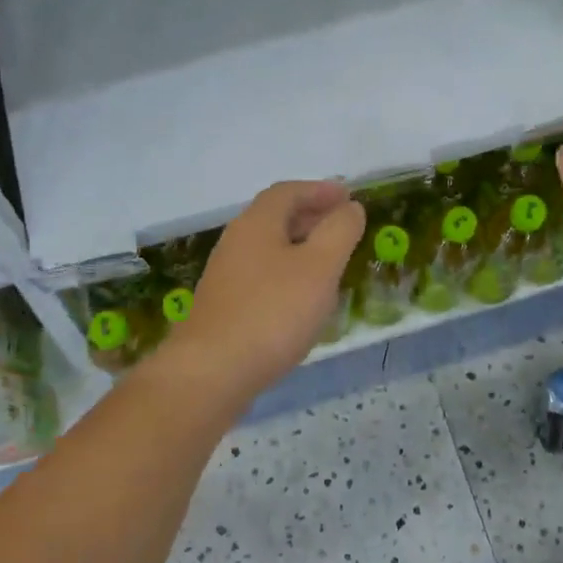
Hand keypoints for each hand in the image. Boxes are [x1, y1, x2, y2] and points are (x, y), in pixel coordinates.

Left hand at [159, 180, 364, 399]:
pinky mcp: (223, 307)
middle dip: (311, 216)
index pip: (287, 192)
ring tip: (329, 263)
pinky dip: (286, 275)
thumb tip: (350, 207)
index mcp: (256, 224)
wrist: (212, 372)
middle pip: (274, 218)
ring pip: (268, 249)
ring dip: (299, 247)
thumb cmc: (272, 312)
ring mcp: (225, 277)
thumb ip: (339, 231)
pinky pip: (261, 277)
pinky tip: (301, 300)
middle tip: (342, 226)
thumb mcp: (320, 267)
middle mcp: (235, 242)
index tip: (348, 197)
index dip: (319, 190)